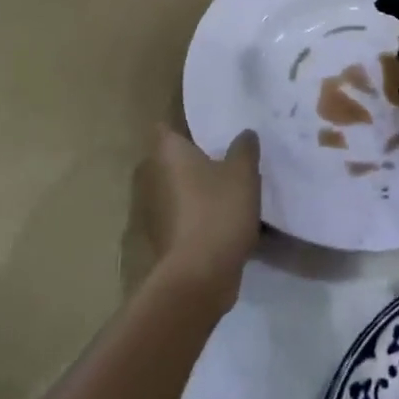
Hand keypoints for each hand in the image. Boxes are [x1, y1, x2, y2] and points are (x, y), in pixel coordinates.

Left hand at [133, 126, 262, 309]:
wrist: (200, 274)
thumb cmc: (218, 210)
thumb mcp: (243, 172)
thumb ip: (244, 147)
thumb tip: (244, 134)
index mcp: (168, 153)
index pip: (167, 126)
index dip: (186, 124)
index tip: (211, 126)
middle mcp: (154, 177)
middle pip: (175, 158)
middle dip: (197, 156)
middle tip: (229, 153)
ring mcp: (156, 209)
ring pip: (181, 187)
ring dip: (200, 186)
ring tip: (233, 184)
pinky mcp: (166, 236)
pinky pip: (186, 213)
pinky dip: (201, 212)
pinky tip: (227, 216)